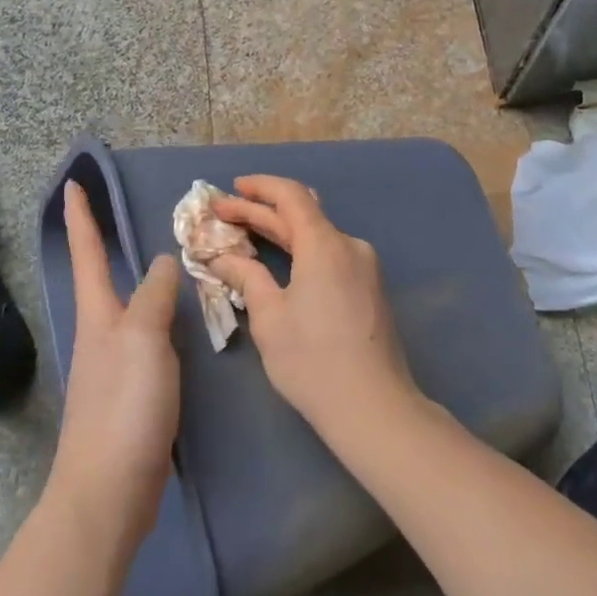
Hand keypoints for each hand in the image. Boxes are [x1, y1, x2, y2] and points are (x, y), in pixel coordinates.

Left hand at [50, 181, 181, 554]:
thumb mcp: (143, 339)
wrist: (109, 491)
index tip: (72, 182)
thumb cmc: (124, 406)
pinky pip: (148, 340)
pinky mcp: (132, 394)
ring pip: (129, 309)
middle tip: (124, 216)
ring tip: (167, 263)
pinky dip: (161, 320)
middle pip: (101, 278)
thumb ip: (155, 296)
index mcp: (98, 315)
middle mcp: (101, 334)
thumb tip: (165, 260)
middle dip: (105, 245)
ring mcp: (114, 365)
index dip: (81, 217)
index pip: (87, 253)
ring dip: (140, 282)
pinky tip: (180, 325)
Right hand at [208, 176, 420, 441]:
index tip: (230, 190)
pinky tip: (281, 262)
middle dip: (261, 211)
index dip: (259, 187)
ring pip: (317, 236)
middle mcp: (349, 246)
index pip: (291, 195)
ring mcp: (364, 267)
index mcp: (325, 244)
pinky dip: (301, 251)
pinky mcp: (370, 288)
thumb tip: (222, 258)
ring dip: (282, 232)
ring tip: (246, 234)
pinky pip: (330, 255)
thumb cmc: (313, 361)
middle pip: (302, 215)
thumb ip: (246, 277)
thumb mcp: (269, 318)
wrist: (375, 408)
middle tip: (223, 213)